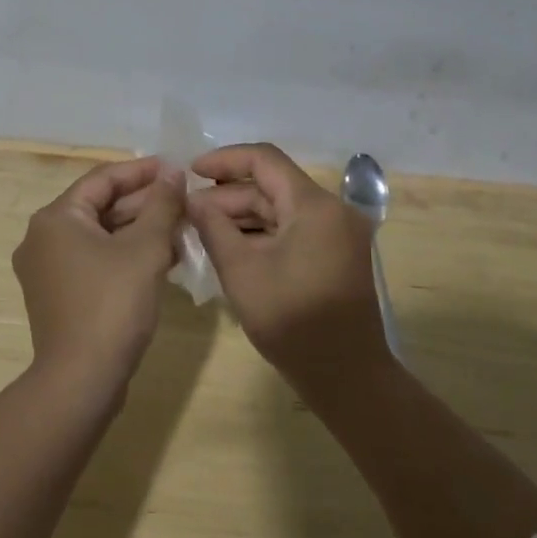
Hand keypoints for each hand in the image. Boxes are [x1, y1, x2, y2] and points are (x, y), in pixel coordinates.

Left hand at [13, 156, 184, 396]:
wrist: (82, 380)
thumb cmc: (112, 304)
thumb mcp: (145, 248)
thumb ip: (162, 204)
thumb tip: (173, 173)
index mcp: (56, 218)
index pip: (103, 179)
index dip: (143, 171)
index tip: (176, 168)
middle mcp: (43, 237)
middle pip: (100, 206)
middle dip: (145, 204)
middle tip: (184, 201)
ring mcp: (47, 269)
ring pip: (100, 235)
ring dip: (139, 231)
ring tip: (181, 229)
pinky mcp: (58, 295)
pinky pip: (95, 260)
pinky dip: (125, 255)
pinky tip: (163, 260)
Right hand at [186, 143, 388, 397]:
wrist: (347, 377)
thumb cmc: (292, 322)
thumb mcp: (241, 272)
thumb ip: (213, 227)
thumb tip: (192, 199)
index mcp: (314, 205)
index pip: (265, 159)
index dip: (225, 160)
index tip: (191, 171)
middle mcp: (331, 209)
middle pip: (272, 185)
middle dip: (228, 195)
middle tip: (189, 212)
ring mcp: (336, 232)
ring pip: (281, 208)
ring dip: (242, 215)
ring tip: (201, 230)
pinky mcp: (335, 252)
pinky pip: (292, 228)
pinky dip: (262, 233)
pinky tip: (230, 246)